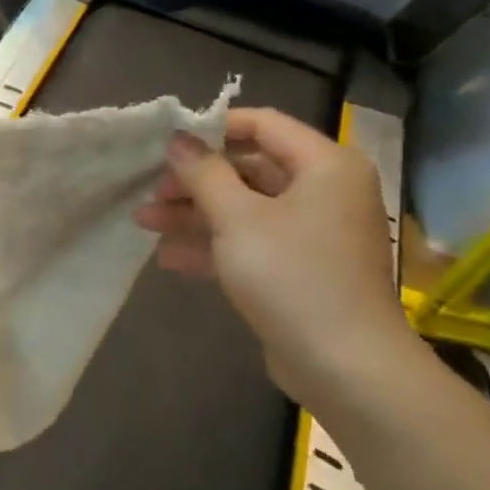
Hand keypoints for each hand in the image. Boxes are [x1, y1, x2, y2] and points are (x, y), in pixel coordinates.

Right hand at [134, 108, 417, 402]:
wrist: (345, 365)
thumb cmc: (293, 276)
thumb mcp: (237, 218)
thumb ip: (204, 173)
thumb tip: (179, 139)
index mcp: (324, 166)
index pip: (263, 124)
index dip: (212, 129)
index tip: (167, 143)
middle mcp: (323, 192)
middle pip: (248, 170)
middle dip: (194, 181)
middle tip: (150, 191)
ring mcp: (311, 233)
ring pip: (243, 209)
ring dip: (194, 214)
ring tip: (144, 222)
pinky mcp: (298, 269)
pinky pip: (250, 243)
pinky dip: (213, 245)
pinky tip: (169, 257)